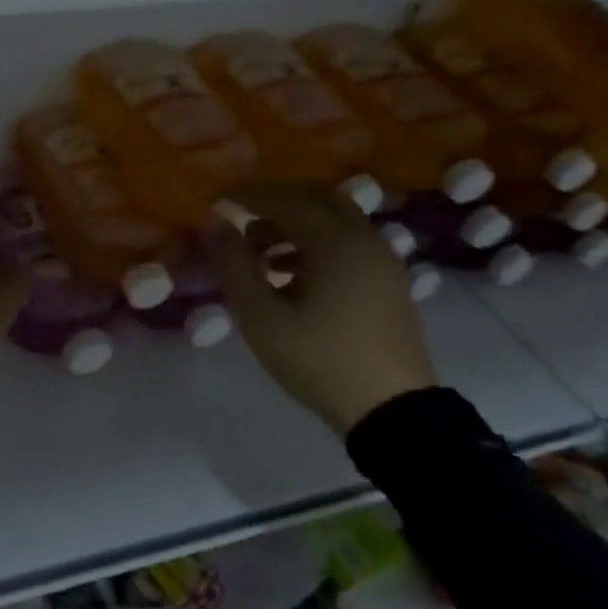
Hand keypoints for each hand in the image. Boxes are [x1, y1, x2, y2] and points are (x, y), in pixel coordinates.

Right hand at [205, 185, 436, 433]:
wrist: (392, 413)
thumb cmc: (320, 361)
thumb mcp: (262, 317)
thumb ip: (234, 264)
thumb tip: (214, 223)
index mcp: (337, 243)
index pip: (286, 199)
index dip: (247, 195)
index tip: (215, 200)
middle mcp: (366, 240)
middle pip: (317, 198)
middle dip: (276, 201)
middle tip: (242, 217)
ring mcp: (384, 261)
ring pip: (337, 219)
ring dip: (297, 222)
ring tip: (260, 251)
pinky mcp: (389, 283)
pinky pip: (350, 242)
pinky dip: (318, 242)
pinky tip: (292, 274)